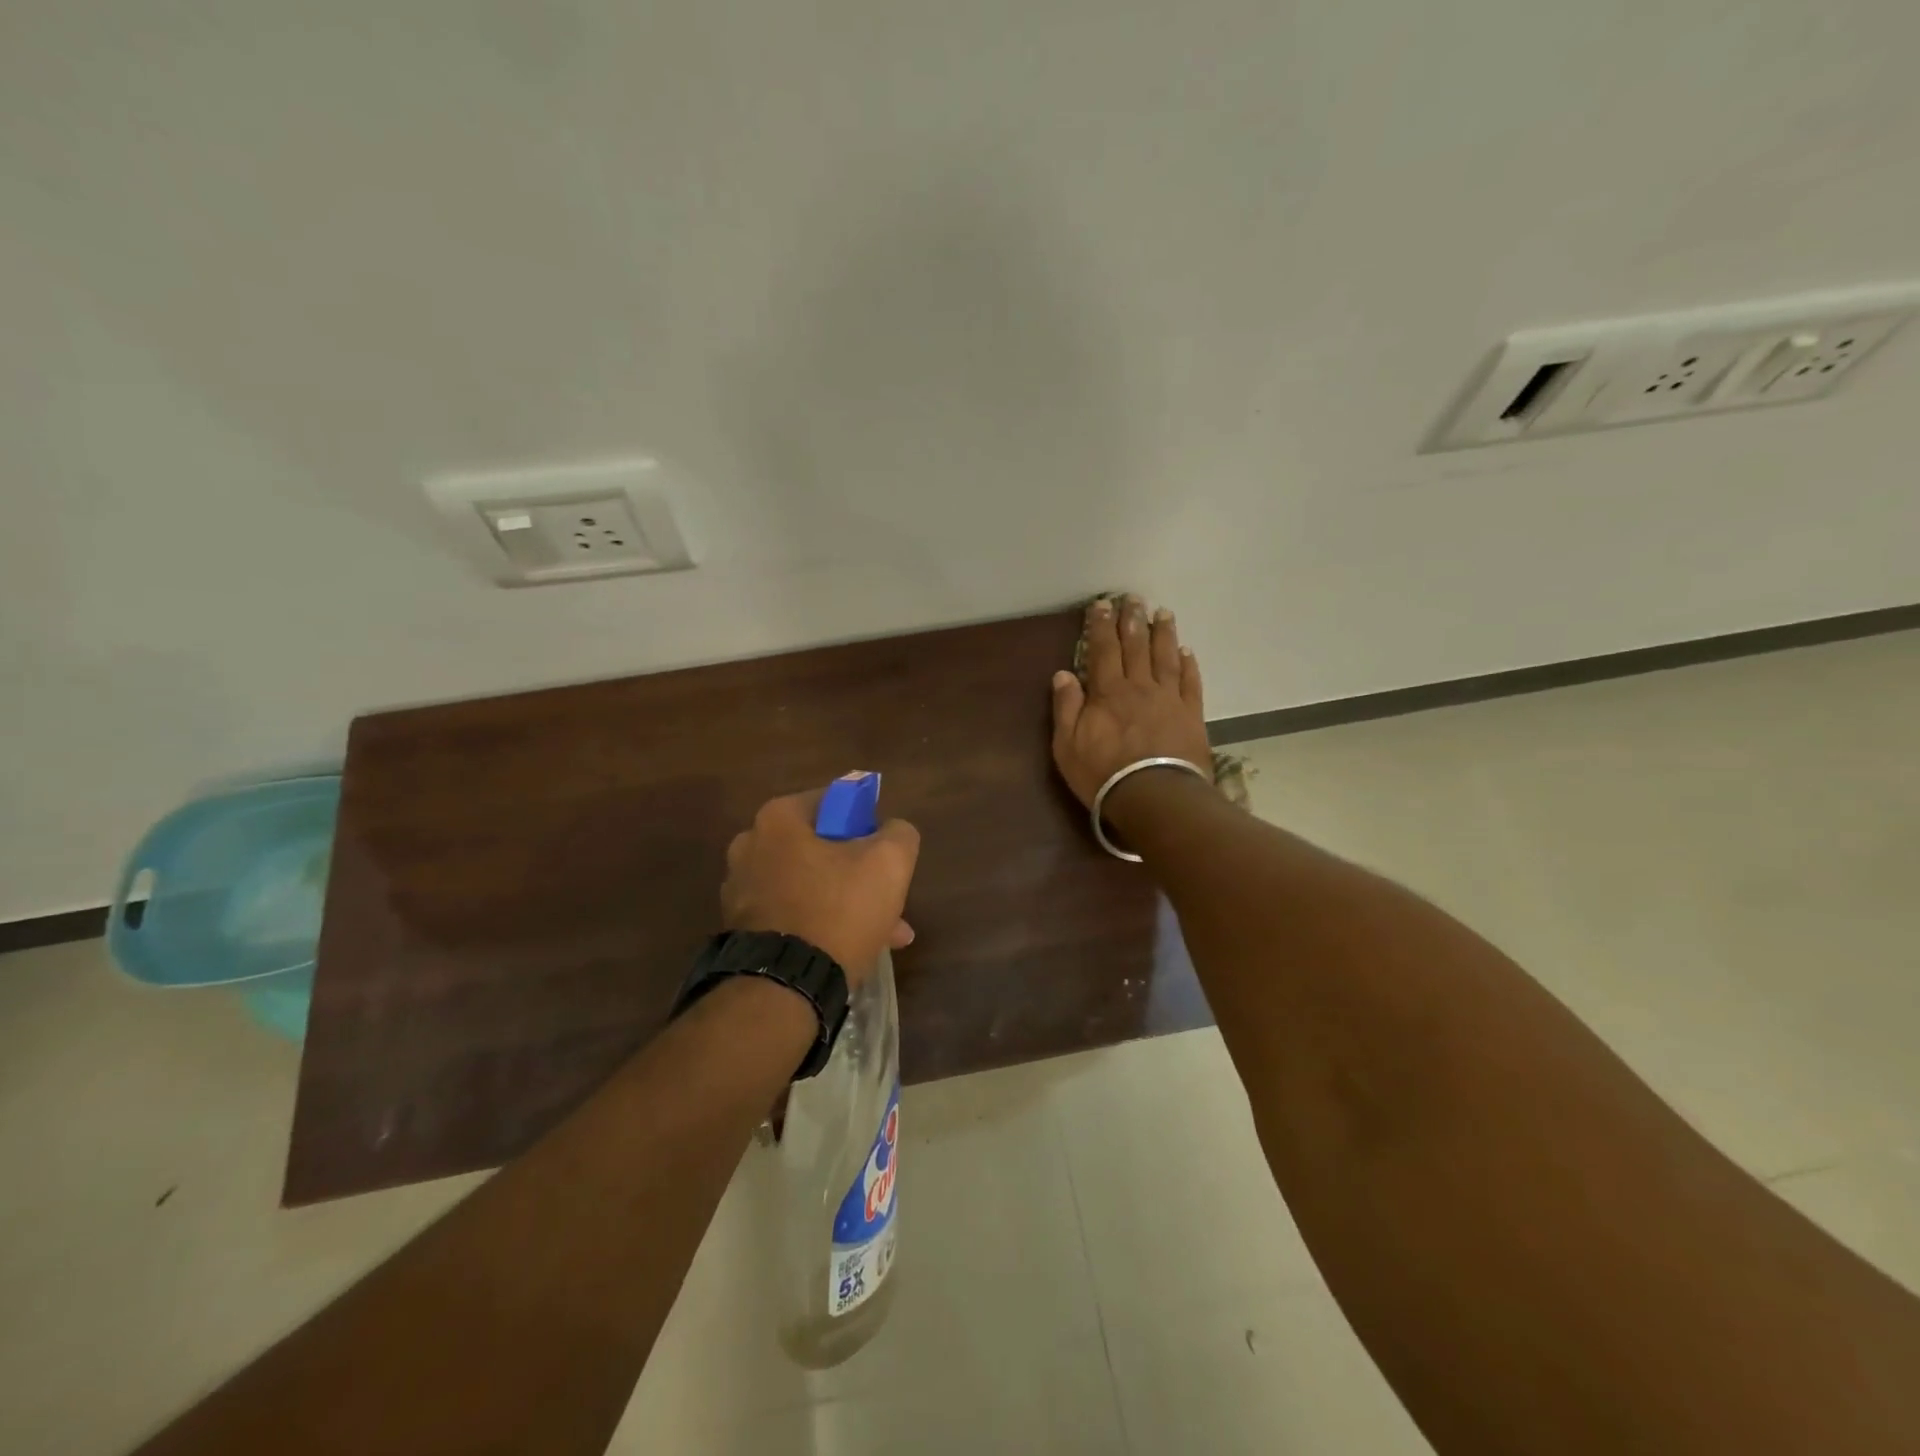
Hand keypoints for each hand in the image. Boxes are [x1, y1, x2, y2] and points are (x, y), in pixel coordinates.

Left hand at [721, 789, 920, 985]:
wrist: (784, 987)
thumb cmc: (837, 910)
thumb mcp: (889, 862)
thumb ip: (898, 833)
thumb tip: (893, 831)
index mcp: (778, 819)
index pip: (833, 802)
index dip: (866, 823)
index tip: (885, 851)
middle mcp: (749, 846)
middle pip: (821, 848)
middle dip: (859, 872)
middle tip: (888, 898)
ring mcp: (740, 890)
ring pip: (809, 885)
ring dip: (845, 903)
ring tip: (884, 934)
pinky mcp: (740, 929)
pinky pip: (792, 914)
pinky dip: (820, 925)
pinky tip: (853, 949)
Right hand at [1051, 595, 1211, 809]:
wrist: (1155, 796)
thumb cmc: (1104, 774)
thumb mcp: (1068, 746)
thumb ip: (1066, 708)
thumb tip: (1063, 674)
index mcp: (1107, 692)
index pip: (1102, 650)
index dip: (1100, 625)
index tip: (1101, 604)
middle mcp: (1139, 686)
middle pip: (1136, 646)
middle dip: (1132, 619)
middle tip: (1133, 597)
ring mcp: (1168, 699)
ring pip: (1166, 657)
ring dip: (1163, 633)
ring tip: (1162, 612)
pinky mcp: (1191, 714)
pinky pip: (1190, 682)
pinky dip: (1188, 664)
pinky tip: (1186, 651)